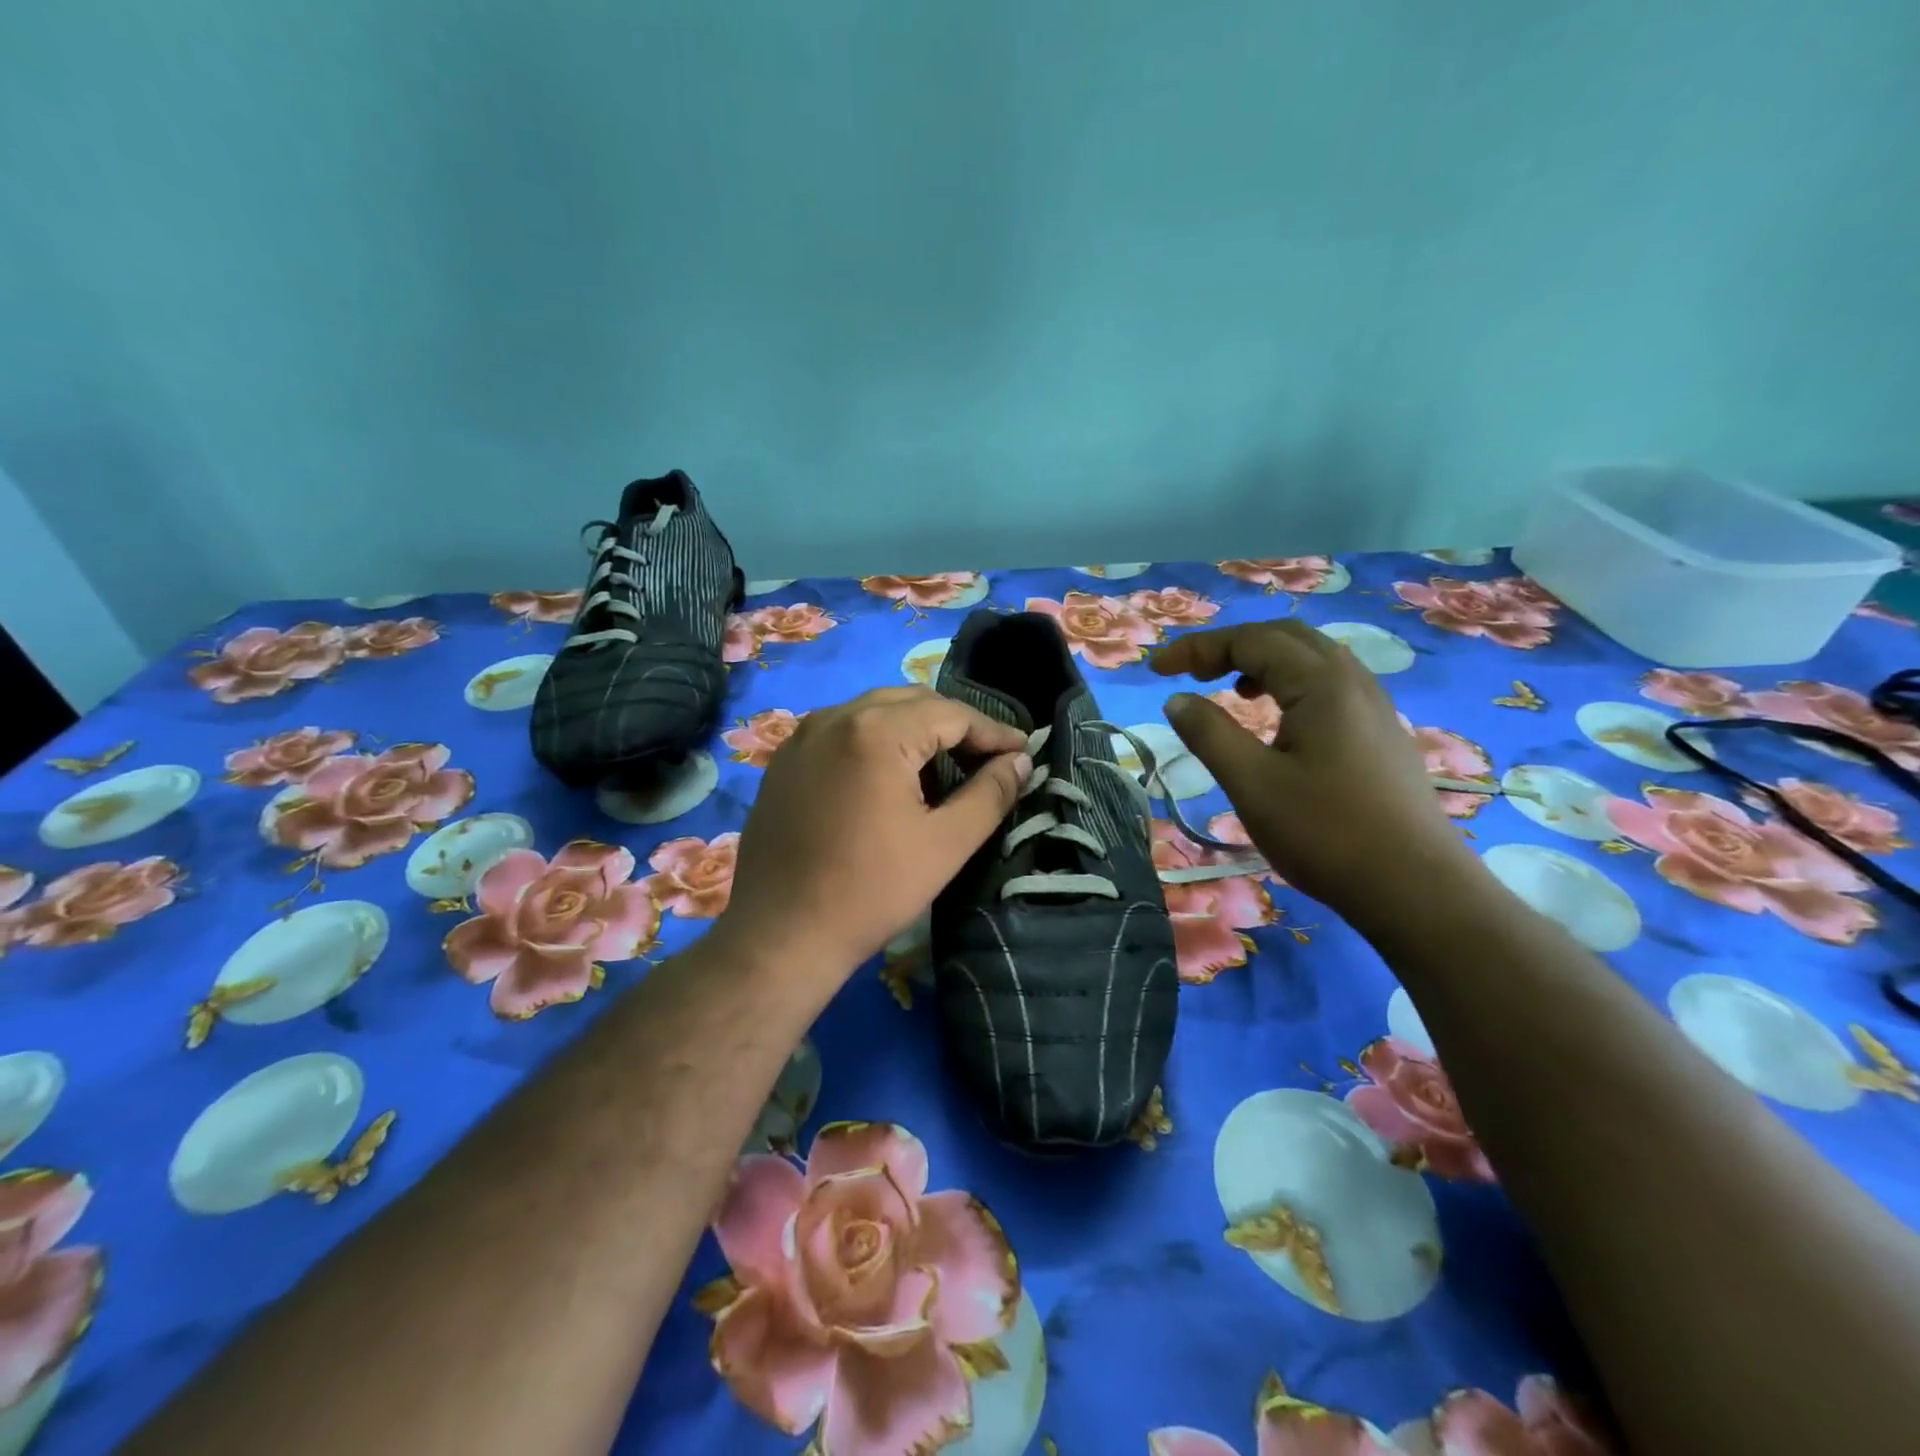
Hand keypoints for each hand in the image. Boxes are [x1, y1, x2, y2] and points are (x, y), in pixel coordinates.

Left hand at [713, 686, 1031, 986]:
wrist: (780, 937)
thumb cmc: (871, 892)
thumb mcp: (945, 845)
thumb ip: (990, 794)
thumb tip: (1019, 761)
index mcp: (876, 732)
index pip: (950, 713)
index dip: (992, 732)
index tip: (1022, 752)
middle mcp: (834, 717)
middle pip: (911, 702)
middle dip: (954, 725)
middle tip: (987, 757)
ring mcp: (802, 736)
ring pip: (874, 712)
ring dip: (915, 730)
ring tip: (944, 767)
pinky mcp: (784, 761)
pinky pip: (842, 731)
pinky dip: (876, 741)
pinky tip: (889, 777)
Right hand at [1150, 620, 1478, 908]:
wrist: (1416, 888)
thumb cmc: (1325, 832)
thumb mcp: (1252, 784)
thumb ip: (1209, 734)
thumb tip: (1177, 700)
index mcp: (1321, 684)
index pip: (1250, 640)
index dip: (1198, 648)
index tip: (1157, 670)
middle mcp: (1353, 681)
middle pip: (1285, 638)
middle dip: (1232, 646)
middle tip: (1192, 673)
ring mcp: (1374, 706)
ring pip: (1312, 660)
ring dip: (1264, 662)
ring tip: (1232, 691)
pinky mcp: (1382, 734)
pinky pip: (1330, 686)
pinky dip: (1291, 685)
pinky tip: (1278, 722)